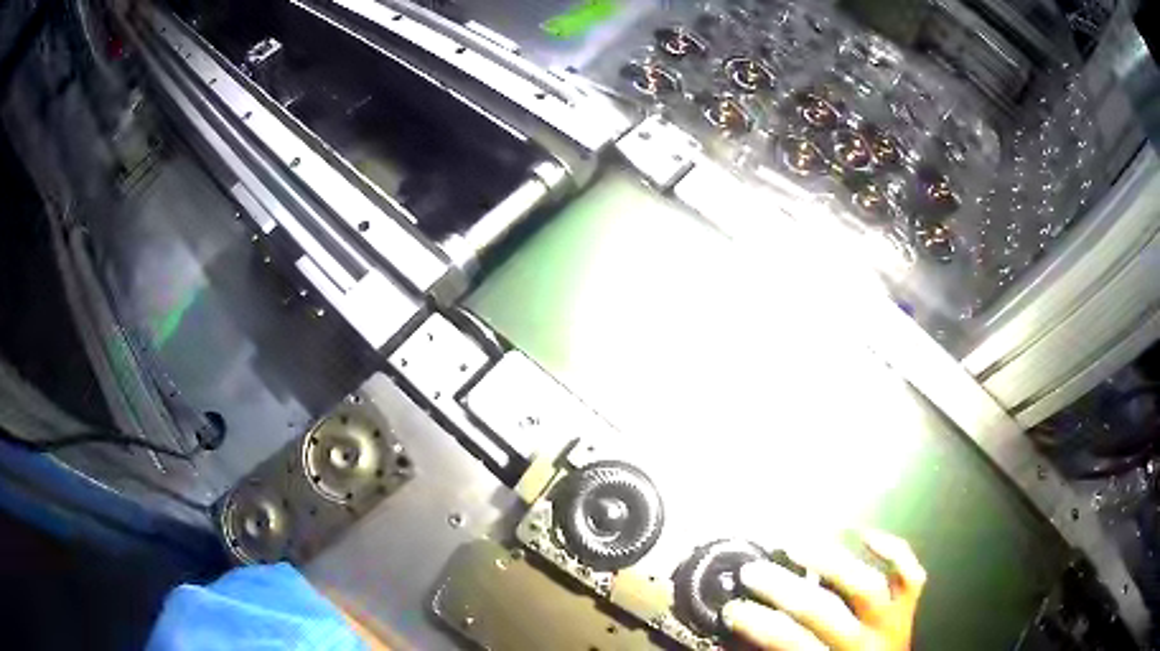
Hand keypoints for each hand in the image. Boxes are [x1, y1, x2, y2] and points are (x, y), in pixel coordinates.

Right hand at [722, 530, 925, 650]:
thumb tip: (738, 633)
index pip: (790, 642)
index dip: (759, 624)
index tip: (733, 608)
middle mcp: (865, 643)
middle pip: (823, 610)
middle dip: (783, 588)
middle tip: (753, 571)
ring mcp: (891, 621)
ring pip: (867, 585)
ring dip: (831, 561)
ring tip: (798, 541)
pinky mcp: (908, 607)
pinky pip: (908, 575)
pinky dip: (890, 550)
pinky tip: (864, 534)